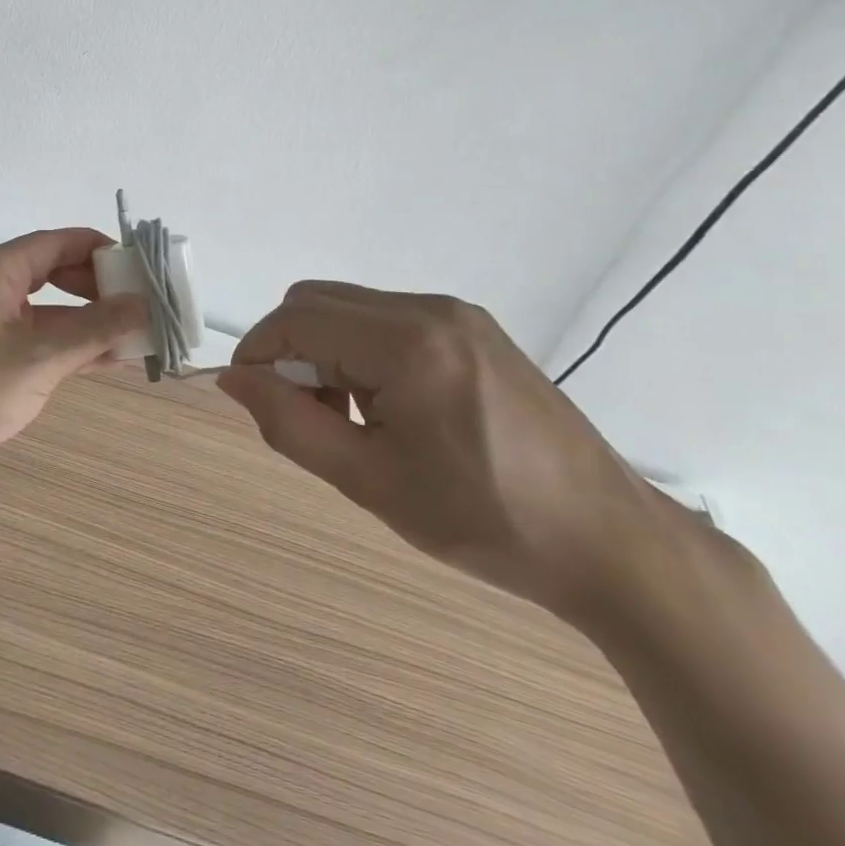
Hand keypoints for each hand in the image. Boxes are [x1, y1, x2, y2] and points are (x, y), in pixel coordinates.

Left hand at [0, 228, 146, 490]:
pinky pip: (36, 337)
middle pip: (53, 272)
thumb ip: (94, 329)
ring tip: (135, 333)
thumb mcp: (40, 357)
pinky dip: (68, 345)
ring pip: (47, 309)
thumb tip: (143, 305)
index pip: (57, 243)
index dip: (100, 249)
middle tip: (141, 303)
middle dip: (98, 287)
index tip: (139, 265)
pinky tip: (107, 359)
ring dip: (88, 321)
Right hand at [218, 281, 670, 619]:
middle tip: (309, 416)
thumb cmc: (485, 520)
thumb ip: (288, 423)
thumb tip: (233, 379)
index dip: (258, 355)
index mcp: (407, 344)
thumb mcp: (369, 481)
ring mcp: (456, 313)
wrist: (610, 543)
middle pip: (317, 302)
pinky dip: (361, 351)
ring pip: (348, 308)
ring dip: (325, 351)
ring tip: (351, 419)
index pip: (295, 321)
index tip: (256, 403)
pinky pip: (387, 319)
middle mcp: (429, 309)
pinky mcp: (473, 328)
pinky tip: (388, 407)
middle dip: (290, 351)